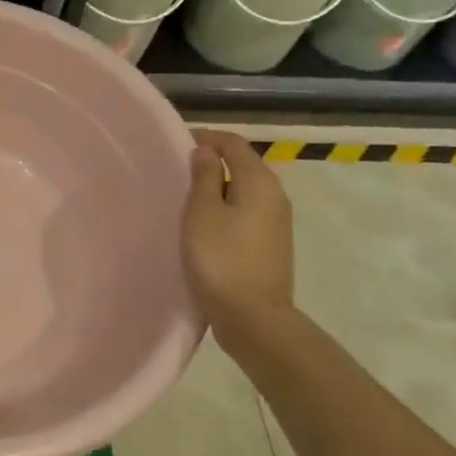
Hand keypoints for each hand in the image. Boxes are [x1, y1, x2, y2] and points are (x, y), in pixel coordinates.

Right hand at [181, 129, 295, 348]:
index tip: (178, 142)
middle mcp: (275, 195)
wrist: (253, 318)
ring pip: (245, 188)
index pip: (234, 144)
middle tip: (178, 167)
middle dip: (213, 159)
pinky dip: (227, 204)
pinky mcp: (272, 243)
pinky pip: (247, 210)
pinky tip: (206, 220)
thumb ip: (203, 176)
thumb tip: (206, 151)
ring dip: (219, 184)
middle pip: (243, 164)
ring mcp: (277, 221)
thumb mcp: (202, 212)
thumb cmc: (221, 258)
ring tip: (188, 193)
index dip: (206, 138)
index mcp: (259, 181)